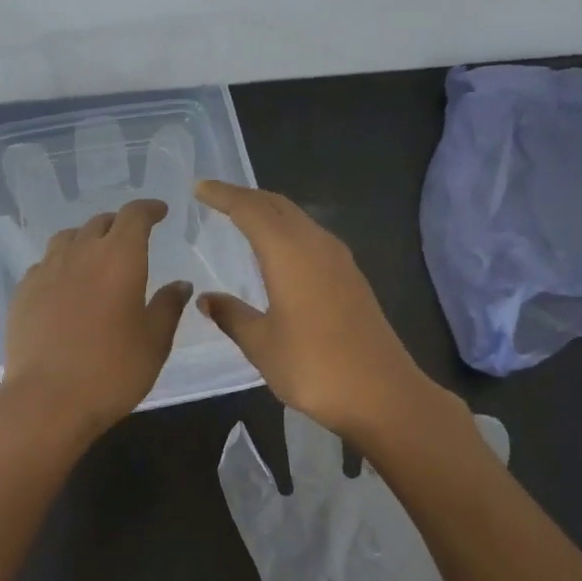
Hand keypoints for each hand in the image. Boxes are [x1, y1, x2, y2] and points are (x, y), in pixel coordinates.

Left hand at [0, 198, 191, 441]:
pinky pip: (45, 264)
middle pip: (99, 222)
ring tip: (95, 255)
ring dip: (86, 239)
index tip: (159, 212)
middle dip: (119, 224)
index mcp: (119, 258)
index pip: (134, 216)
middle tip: (131, 238)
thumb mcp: (154, 342)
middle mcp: (80, 253)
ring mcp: (46, 271)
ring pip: (67, 238)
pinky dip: (61, 263)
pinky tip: (65, 285)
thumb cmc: (112, 371)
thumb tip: (180, 284)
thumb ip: (168, 306)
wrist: (46, 400)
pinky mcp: (23, 292)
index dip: (148, 209)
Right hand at [194, 180, 442, 442]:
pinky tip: (277, 252)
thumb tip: (207, 299)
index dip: (223, 195)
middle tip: (216, 198)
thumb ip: (232, 315)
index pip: (251, 210)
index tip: (199, 187)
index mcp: (290, 253)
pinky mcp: (351, 278)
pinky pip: (312, 237)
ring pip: (298, 220)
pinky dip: (287, 232)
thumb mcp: (262, 344)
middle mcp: (317, 245)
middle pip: (278, 206)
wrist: (382, 393)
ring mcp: (339, 260)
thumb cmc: (313, 367)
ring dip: (269, 213)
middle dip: (246, 197)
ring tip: (242, 219)